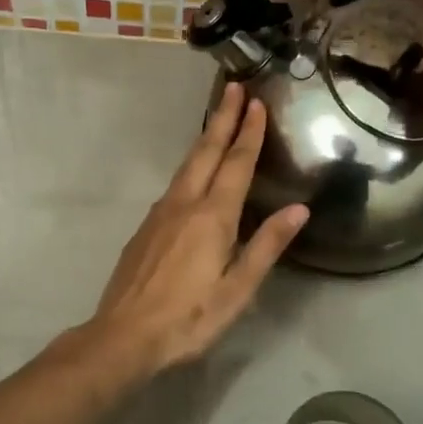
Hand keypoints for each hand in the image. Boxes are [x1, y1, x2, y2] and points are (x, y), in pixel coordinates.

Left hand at [85, 82, 307, 375]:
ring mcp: (159, 214)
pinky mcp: (145, 228)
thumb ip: (266, 246)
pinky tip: (193, 174)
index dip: (248, 132)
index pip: (235, 164)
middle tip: (235, 88)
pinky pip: (173, 185)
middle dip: (222, 119)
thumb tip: (298, 209)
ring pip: (186, 166)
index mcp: (212, 217)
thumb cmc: (189, 318)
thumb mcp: (238, 289)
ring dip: (205, 139)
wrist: (124, 335)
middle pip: (206, 153)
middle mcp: (184, 205)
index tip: (256, 103)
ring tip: (218, 120)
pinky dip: (190, 166)